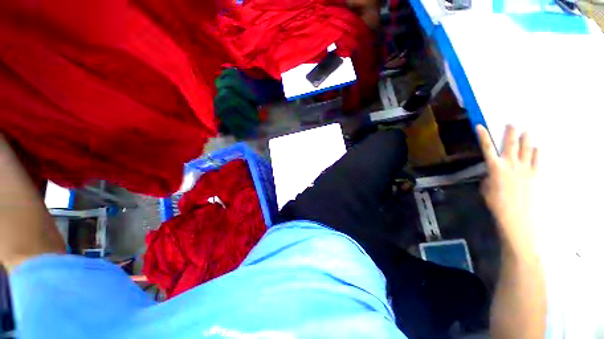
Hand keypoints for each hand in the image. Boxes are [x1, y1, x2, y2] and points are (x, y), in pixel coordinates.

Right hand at [476, 125, 537, 256]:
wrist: (516, 216)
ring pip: (527, 149)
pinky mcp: (536, 175)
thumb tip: (492, 173)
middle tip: (512, 122)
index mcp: (495, 168)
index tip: (480, 126)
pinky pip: (538, 160)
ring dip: (527, 139)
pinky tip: (538, 147)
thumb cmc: (496, 203)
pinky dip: (537, 153)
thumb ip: (489, 177)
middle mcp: (511, 164)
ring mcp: (525, 169)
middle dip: (511, 132)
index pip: (487, 148)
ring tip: (527, 130)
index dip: (483, 137)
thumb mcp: (486, 188)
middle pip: (511, 145)